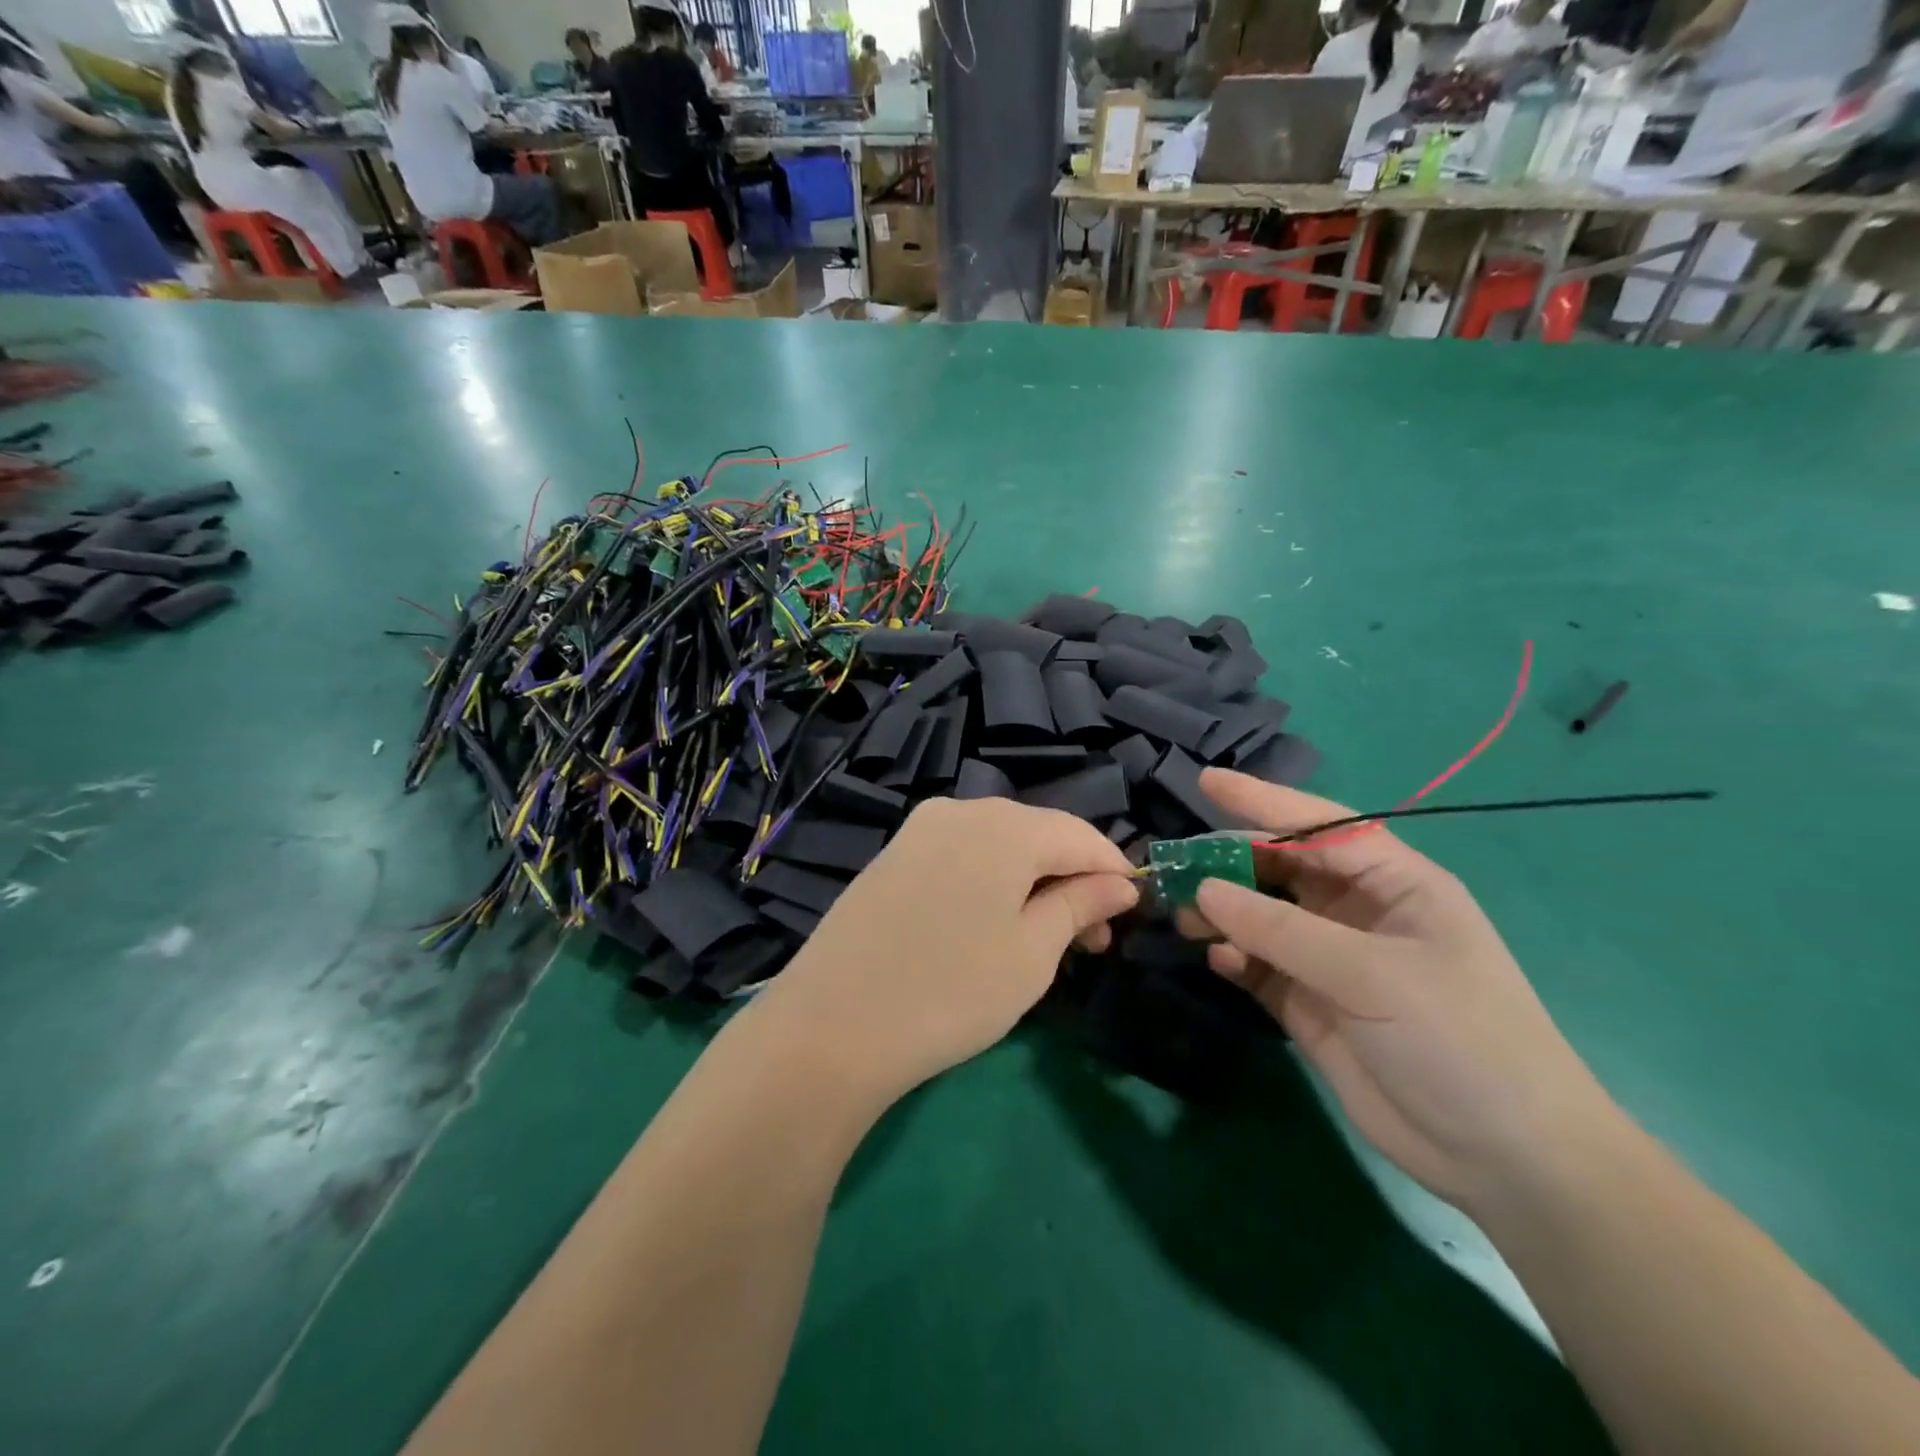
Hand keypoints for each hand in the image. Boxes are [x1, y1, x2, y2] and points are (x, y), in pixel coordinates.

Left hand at [748, 797, 1139, 1105]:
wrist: (832, 1023)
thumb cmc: (952, 990)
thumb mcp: (1032, 952)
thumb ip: (1080, 905)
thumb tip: (1120, 882)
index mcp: (1005, 825)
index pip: (1080, 835)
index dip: (1114, 870)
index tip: (1134, 912)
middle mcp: (961, 810)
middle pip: (1038, 835)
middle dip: (1072, 879)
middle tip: (1092, 941)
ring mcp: (919, 830)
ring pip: (998, 845)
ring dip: (1032, 882)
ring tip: (1046, 937)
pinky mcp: (892, 856)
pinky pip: (960, 856)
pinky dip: (990, 881)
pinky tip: (991, 923)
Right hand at [1184, 768, 1614, 1210]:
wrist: (1505, 1160)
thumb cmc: (1459, 1039)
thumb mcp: (1373, 974)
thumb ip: (1281, 929)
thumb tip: (1204, 889)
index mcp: (1396, 884)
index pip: (1320, 827)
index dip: (1263, 801)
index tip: (1207, 782)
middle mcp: (1360, 913)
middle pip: (1283, 869)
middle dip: (1231, 861)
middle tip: (1175, 863)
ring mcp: (1333, 961)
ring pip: (1263, 917)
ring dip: (1224, 912)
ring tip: (1183, 915)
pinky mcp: (1312, 1005)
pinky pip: (1260, 966)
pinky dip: (1235, 958)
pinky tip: (1218, 959)